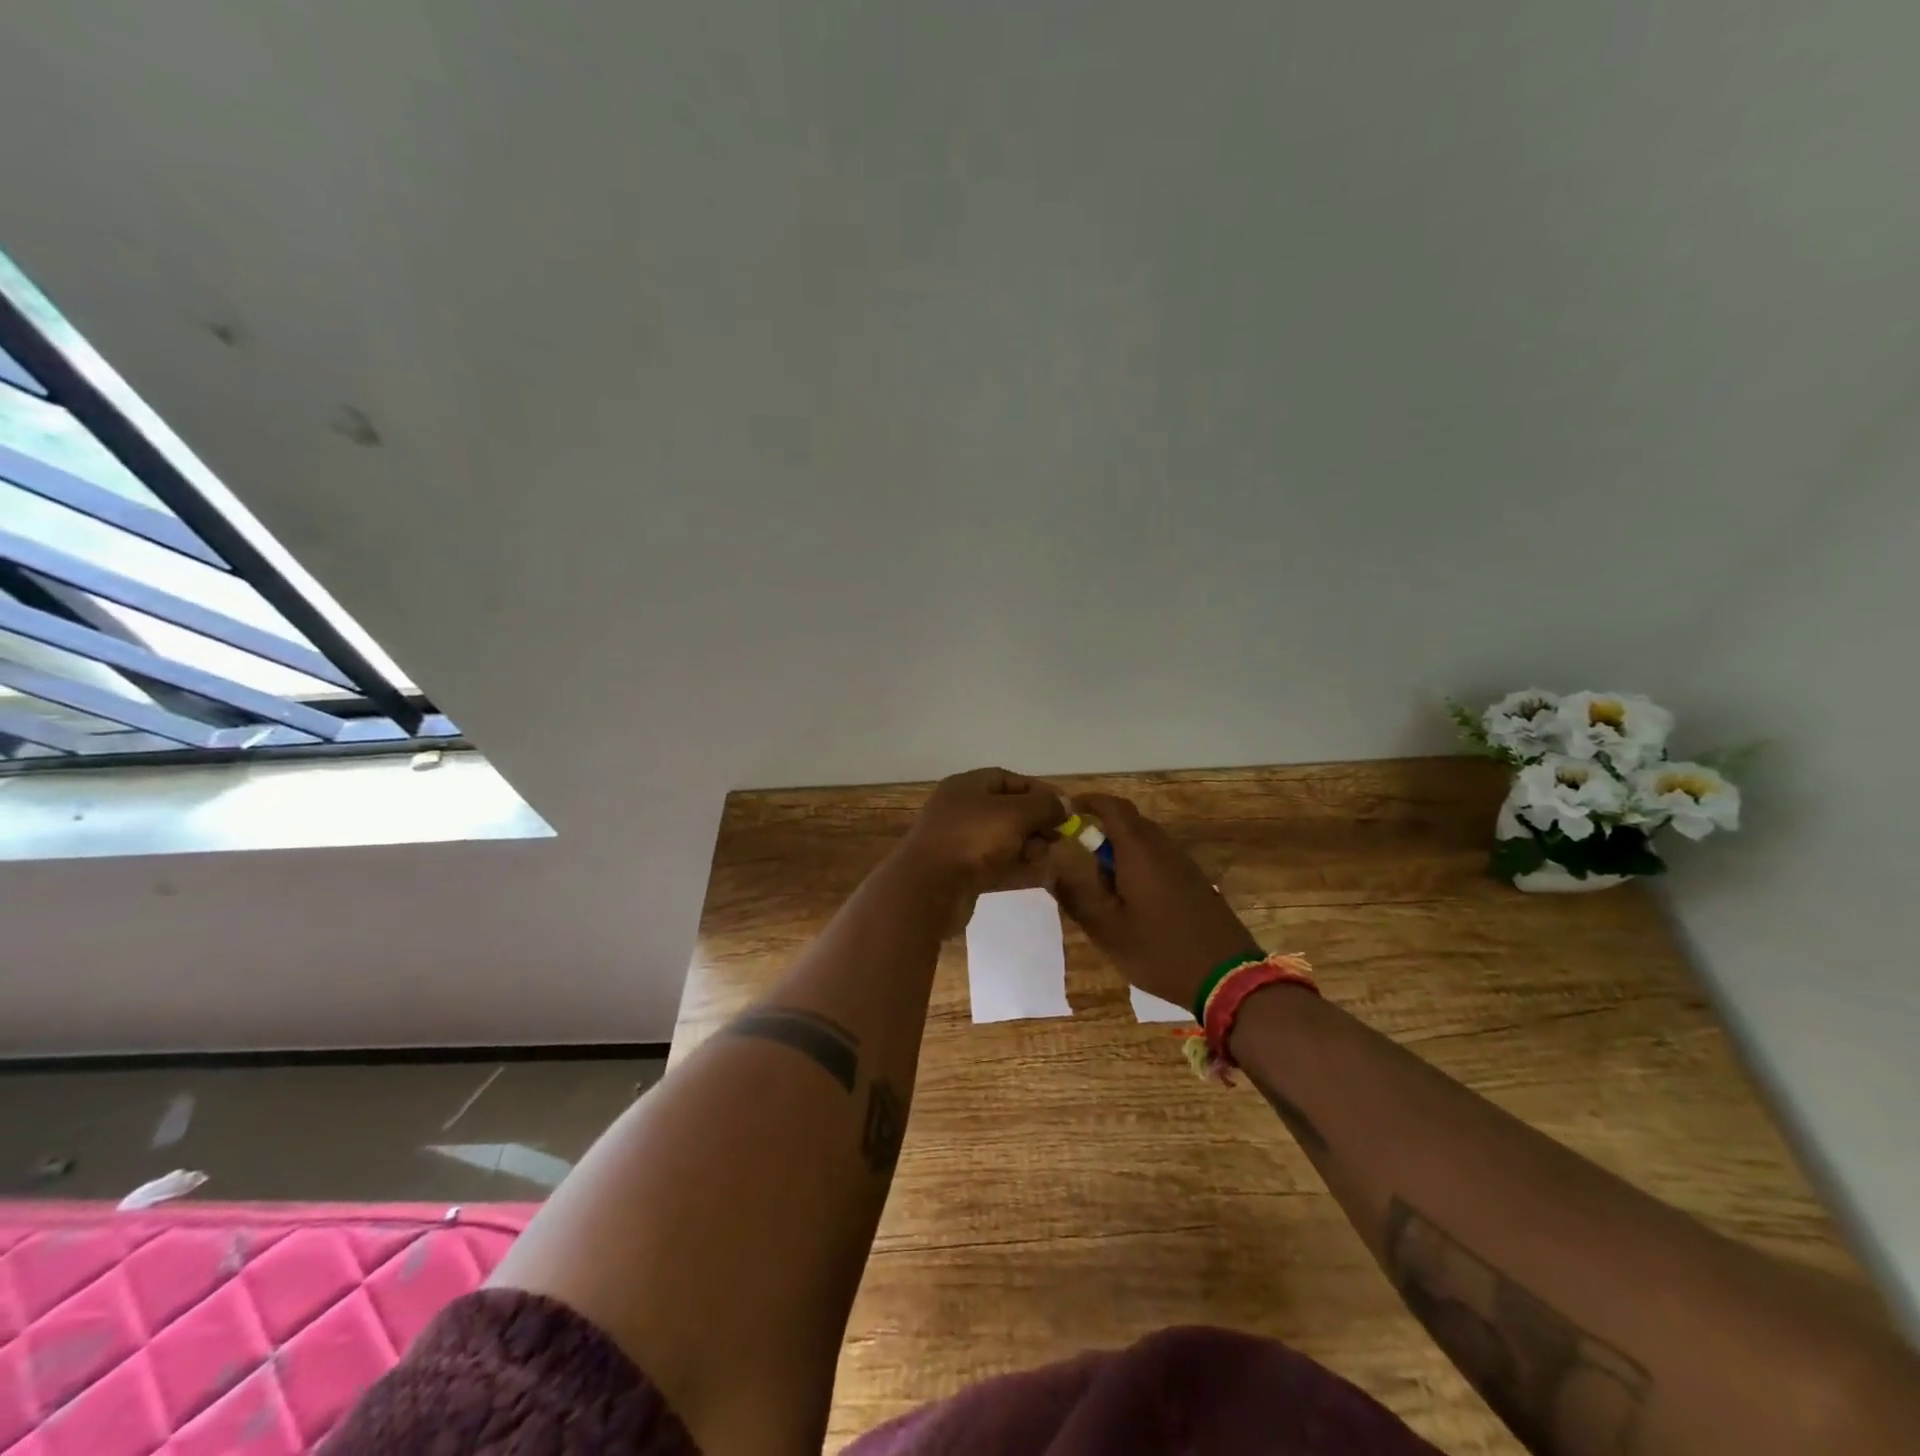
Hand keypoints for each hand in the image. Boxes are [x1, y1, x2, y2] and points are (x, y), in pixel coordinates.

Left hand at [898, 768, 1065, 896]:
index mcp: (967, 786)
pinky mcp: (959, 871)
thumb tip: (1065, 804)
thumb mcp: (1015, 814)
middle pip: (1006, 809)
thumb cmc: (973, 839)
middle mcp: (960, 808)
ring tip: (1043, 857)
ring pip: (1001, 837)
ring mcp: (957, 841)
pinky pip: (993, 862)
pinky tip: (1033, 873)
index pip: (1009, 779)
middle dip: (1035, 822)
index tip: (1064, 809)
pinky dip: (1014, 865)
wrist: (929, 888)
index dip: (1038, 792)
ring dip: (1027, 845)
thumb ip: (1044, 806)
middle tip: (1057, 838)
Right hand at [1041, 793, 1259, 1012]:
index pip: (1113, 807)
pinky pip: (1160, 859)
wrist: (1228, 978)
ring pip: (1145, 843)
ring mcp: (1184, 865)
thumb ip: (1076, 898)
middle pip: (1129, 823)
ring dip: (1121, 852)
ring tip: (1104, 887)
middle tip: (1080, 858)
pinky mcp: (1196, 882)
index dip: (1088, 802)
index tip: (1067, 809)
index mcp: (1139, 852)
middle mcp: (1164, 848)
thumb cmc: (1160, 951)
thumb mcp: (1108, 931)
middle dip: (1102, 831)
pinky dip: (1139, 866)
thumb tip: (1052, 870)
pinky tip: (1133, 901)